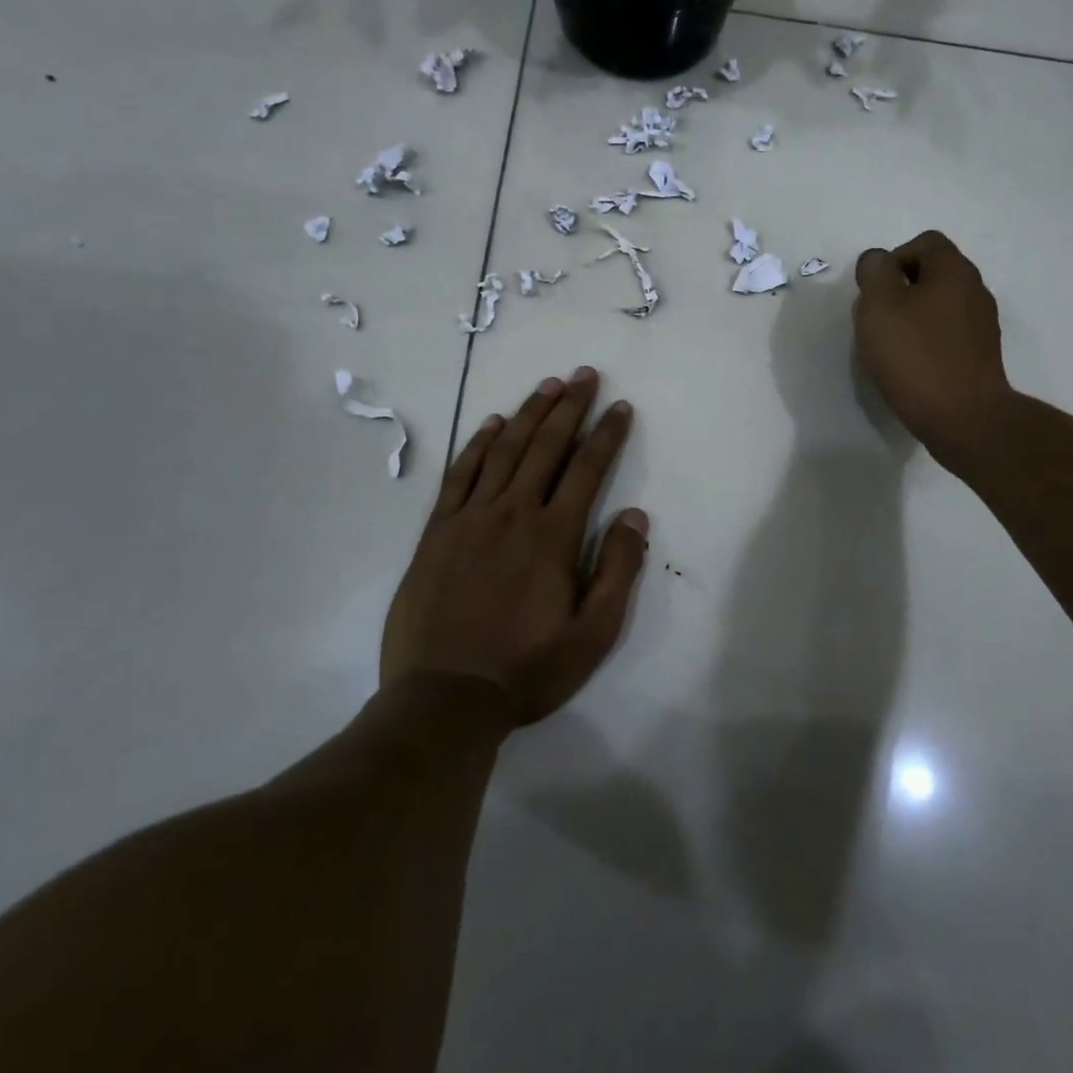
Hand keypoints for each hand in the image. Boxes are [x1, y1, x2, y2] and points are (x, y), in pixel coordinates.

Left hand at [381, 367, 647, 726]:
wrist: (443, 698)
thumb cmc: (526, 669)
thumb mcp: (592, 634)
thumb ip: (618, 571)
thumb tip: (635, 515)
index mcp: (553, 536)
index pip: (587, 468)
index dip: (607, 434)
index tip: (620, 406)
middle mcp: (513, 513)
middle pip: (546, 446)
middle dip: (570, 406)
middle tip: (585, 374)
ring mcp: (470, 518)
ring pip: (504, 451)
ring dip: (529, 414)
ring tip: (547, 386)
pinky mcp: (437, 532)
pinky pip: (460, 475)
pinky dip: (478, 445)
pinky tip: (492, 424)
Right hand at [853, 231, 1013, 466]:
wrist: (964, 418)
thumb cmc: (915, 356)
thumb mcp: (879, 305)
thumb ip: (874, 272)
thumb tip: (879, 261)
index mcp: (954, 270)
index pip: (923, 242)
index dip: (893, 260)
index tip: (876, 293)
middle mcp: (975, 290)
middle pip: (932, 274)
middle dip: (899, 291)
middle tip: (878, 321)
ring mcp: (982, 325)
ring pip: (939, 306)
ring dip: (912, 319)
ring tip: (891, 348)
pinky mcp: (981, 356)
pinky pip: (947, 335)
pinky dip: (927, 343)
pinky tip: (912, 368)